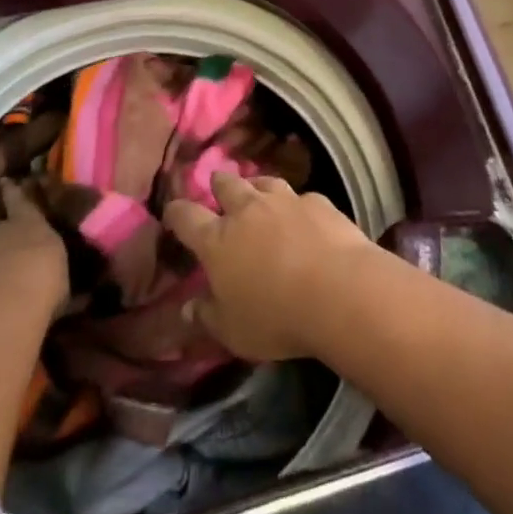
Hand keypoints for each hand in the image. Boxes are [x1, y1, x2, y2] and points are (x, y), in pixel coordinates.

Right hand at [161, 170, 374, 361]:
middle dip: (218, 185)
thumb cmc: (277, 316)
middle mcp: (247, 210)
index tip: (173, 213)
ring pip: (263, 181)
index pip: (186, 216)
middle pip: (226, 184)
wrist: (339, 290)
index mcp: (218, 240)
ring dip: (256, 187)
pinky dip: (294, 204)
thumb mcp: (232, 332)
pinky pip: (299, 196)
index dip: (176, 212)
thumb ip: (207, 317)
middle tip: (218, 190)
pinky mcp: (317, 201)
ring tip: (257, 194)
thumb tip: (186, 308)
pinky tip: (301, 216)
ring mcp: (284, 200)